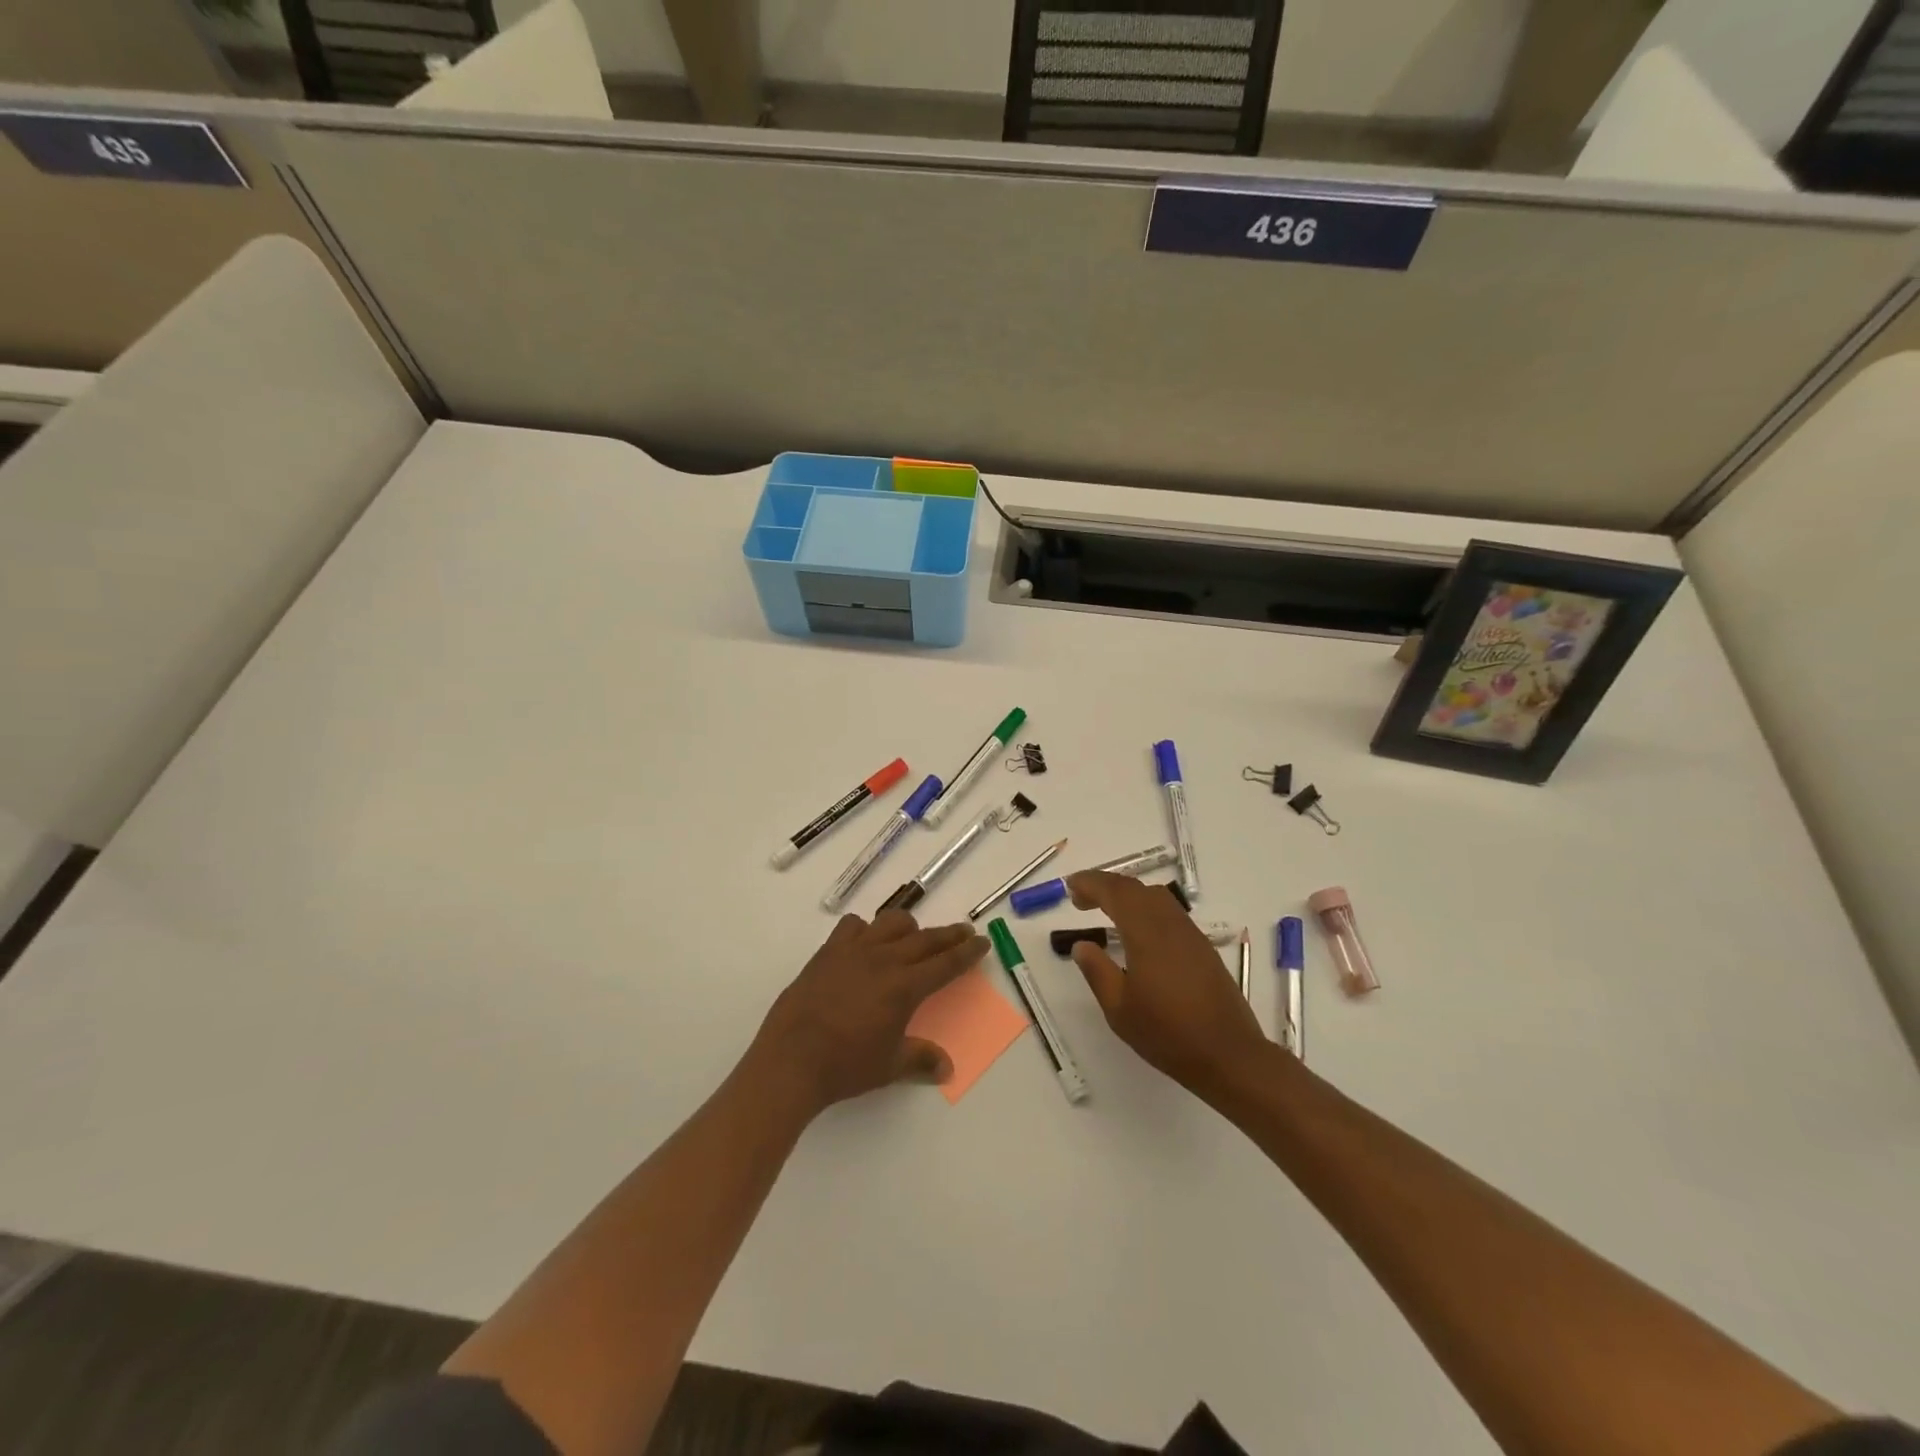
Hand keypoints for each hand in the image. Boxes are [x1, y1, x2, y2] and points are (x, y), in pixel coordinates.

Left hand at [751, 911, 988, 1113]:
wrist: (791, 1060)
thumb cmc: (845, 1066)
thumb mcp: (889, 1067)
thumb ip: (920, 1060)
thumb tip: (946, 1068)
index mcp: (905, 987)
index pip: (946, 964)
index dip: (967, 952)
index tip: (982, 941)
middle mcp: (884, 960)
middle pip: (925, 940)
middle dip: (949, 936)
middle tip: (964, 932)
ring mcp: (853, 952)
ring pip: (890, 923)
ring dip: (909, 928)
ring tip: (914, 937)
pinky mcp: (827, 953)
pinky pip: (852, 927)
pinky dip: (865, 930)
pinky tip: (865, 944)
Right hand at [1066, 872, 1269, 1099]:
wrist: (1229, 1055)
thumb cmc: (1168, 1034)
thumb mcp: (1119, 1009)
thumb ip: (1097, 971)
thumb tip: (1082, 945)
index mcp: (1147, 934)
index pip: (1115, 892)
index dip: (1090, 883)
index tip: (1070, 887)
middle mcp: (1170, 925)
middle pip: (1136, 888)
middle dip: (1106, 886)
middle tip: (1081, 900)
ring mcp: (1190, 935)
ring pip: (1156, 897)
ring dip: (1128, 895)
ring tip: (1107, 911)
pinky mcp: (1202, 948)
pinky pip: (1170, 912)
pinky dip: (1146, 909)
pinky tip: (1138, 933)